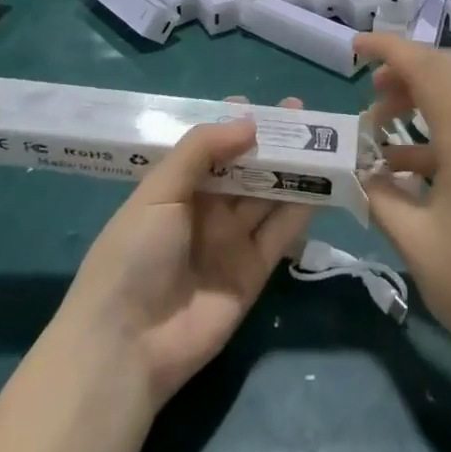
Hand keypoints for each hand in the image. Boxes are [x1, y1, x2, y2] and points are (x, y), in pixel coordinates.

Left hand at [58, 100, 313, 405]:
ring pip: (269, 196)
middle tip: (304, 114)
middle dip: (273, 141)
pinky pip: (281, 232)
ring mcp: (231, 241)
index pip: (213, 148)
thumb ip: (203, 150)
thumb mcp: (159, 192)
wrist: (127, 346)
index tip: (268, 104)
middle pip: (246, 168)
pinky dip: (302, 208)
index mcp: (177, 188)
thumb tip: (251, 121)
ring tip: (323, 140)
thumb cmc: (133, 255)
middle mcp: (207, 210)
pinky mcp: (254, 271)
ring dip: (293, 169)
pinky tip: (324, 181)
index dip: (238, 125)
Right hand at [354, 36, 450, 383]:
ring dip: (421, 96)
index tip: (356, 47)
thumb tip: (360, 169)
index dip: (390, 49)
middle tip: (369, 89)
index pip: (428, 69)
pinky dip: (437, 128)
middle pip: (450, 70)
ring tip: (380, 125)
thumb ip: (379, 192)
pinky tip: (404, 163)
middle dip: (406, 69)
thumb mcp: (412, 239)